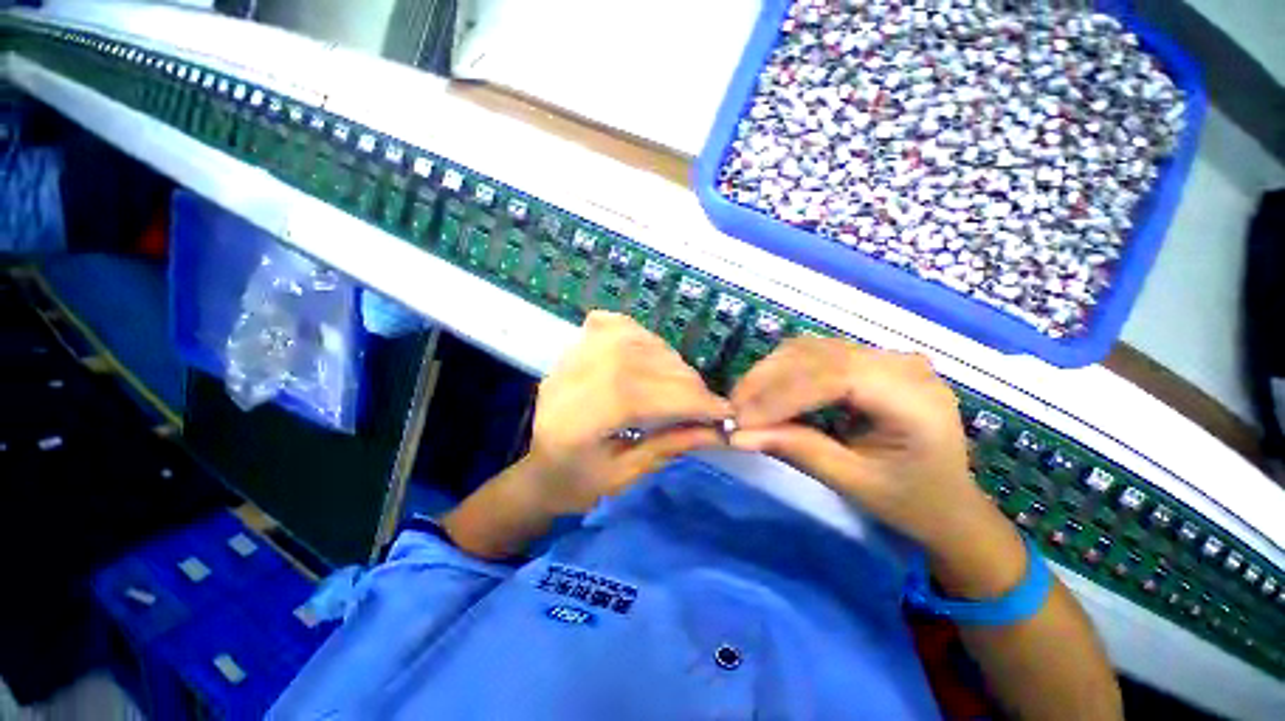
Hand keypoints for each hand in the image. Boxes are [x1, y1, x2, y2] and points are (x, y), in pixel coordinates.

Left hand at [523, 310, 731, 517]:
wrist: (539, 468)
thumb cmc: (577, 483)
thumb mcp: (624, 476)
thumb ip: (669, 446)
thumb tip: (716, 429)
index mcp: (578, 420)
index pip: (645, 396)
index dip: (691, 402)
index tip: (723, 414)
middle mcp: (574, 377)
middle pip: (645, 366)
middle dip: (688, 385)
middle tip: (706, 406)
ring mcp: (573, 354)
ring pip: (639, 342)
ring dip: (672, 364)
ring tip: (683, 388)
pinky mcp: (576, 345)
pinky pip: (620, 325)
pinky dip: (645, 338)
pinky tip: (651, 358)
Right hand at [729, 337, 1026, 597]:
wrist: (948, 501)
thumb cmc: (910, 500)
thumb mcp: (852, 481)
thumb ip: (797, 450)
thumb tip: (737, 435)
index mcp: (914, 398)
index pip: (834, 376)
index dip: (781, 394)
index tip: (741, 418)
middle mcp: (901, 363)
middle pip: (817, 355)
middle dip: (767, 382)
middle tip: (733, 410)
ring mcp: (885, 357)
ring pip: (810, 349)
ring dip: (770, 373)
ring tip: (744, 402)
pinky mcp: (868, 360)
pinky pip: (815, 355)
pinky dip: (783, 371)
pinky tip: (765, 391)